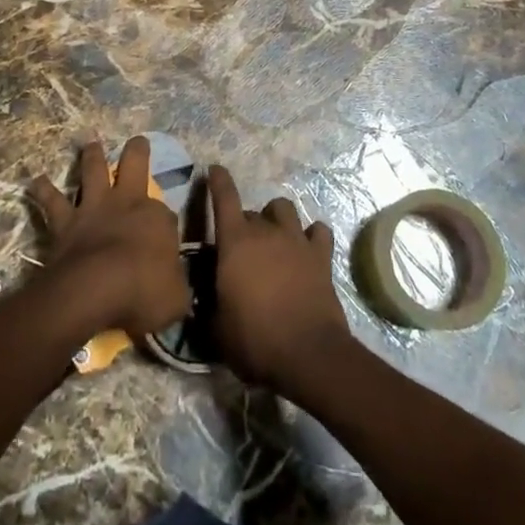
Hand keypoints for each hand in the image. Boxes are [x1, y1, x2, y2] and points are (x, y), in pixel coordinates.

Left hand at [28, 138, 188, 338]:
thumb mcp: (176, 299)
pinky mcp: (65, 221)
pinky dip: (43, 190)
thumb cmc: (142, 293)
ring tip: (90, 143)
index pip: (166, 215)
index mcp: (157, 218)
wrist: (94, 290)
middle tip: (138, 140)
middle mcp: (126, 202)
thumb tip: (178, 291)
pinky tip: (36, 181)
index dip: (165, 225)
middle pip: (135, 164)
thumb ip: (177, 289)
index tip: (166, 237)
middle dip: (137, 150)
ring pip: (93, 170)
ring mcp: (94, 208)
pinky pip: (52, 201)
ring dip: (92, 155)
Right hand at [208, 166, 355, 393]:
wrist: (308, 355)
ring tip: (275, 239)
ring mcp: (297, 240)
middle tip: (243, 251)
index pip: (224, 197)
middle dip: (245, 225)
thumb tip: (203, 302)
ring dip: (277, 219)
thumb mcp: (217, 329)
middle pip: (253, 212)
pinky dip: (312, 235)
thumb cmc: (255, 340)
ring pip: (285, 209)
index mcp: (235, 242)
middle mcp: (266, 231)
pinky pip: (319, 231)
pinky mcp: (322, 256)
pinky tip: (308, 248)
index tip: (214, 170)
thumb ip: (208, 306)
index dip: (218, 180)